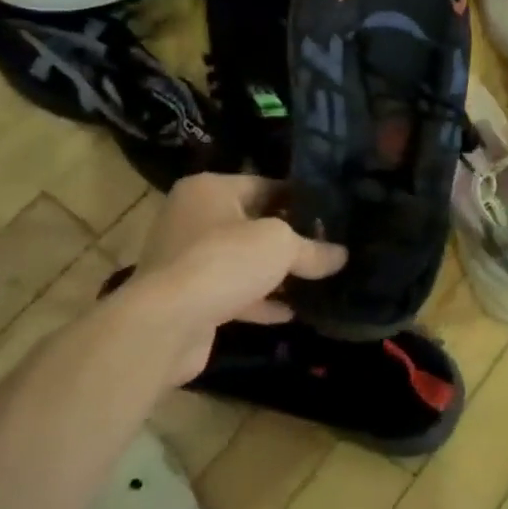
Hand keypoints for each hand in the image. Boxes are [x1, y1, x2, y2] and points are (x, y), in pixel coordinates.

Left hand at [97, 174, 345, 383]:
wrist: (166, 323)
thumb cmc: (223, 261)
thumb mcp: (280, 245)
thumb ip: (313, 249)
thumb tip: (341, 256)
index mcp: (209, 190)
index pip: (264, 185)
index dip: (299, 198)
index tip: (330, 213)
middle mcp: (193, 218)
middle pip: (252, 223)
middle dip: (289, 238)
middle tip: (329, 246)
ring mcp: (187, 260)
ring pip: (242, 261)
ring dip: (275, 273)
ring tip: (317, 280)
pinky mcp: (188, 298)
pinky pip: (233, 292)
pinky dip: (260, 301)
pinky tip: (291, 312)